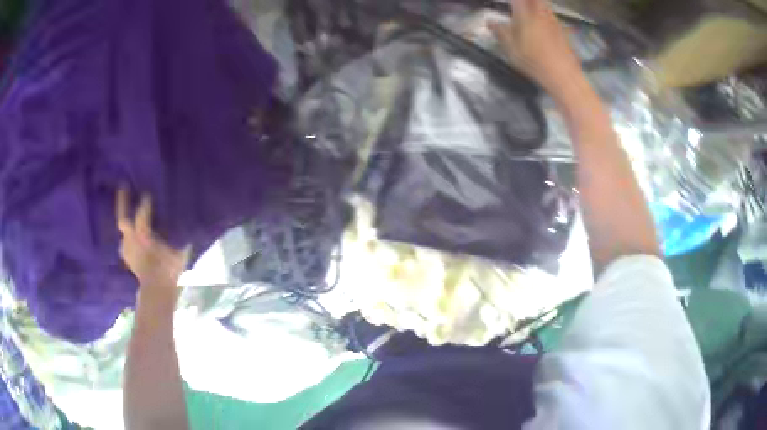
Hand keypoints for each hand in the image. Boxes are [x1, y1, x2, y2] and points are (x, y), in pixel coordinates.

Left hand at [116, 188, 189, 289]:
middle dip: (123, 203)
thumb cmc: (169, 270)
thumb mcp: (179, 252)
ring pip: (123, 230)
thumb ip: (179, 235)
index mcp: (144, 237)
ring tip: (128, 208)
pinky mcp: (126, 256)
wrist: (157, 292)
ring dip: (125, 219)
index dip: (145, 203)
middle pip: (123, 219)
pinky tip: (131, 234)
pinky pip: (125, 241)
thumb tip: (185, 218)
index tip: (147, 193)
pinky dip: (127, 235)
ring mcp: (127, 249)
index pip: (142, 214)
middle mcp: (132, 241)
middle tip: (124, 186)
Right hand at [488, 0, 583, 97]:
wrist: (563, 75)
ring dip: (536, 5)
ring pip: (544, 5)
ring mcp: (554, 21)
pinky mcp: (562, 31)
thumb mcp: (511, 48)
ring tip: (529, 11)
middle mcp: (541, 13)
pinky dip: (545, 15)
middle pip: (534, 0)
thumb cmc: (534, 61)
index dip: (514, 0)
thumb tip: (489, 21)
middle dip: (526, 2)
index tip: (510, 3)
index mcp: (525, 14)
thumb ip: (500, 32)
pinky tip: (541, 25)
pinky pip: (551, 16)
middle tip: (519, 6)